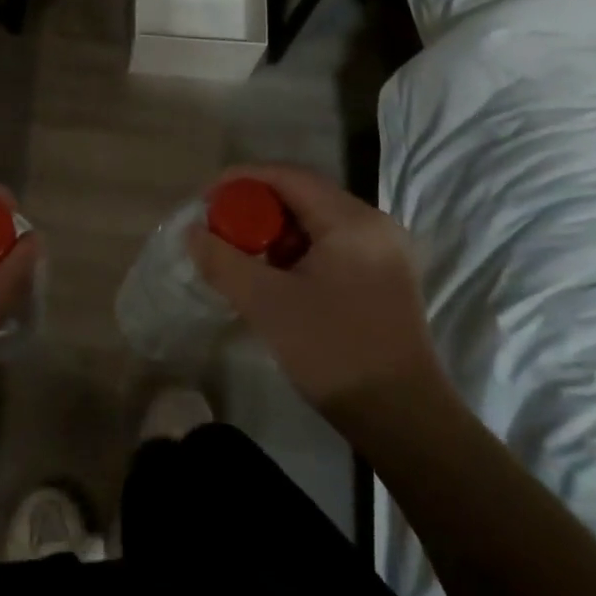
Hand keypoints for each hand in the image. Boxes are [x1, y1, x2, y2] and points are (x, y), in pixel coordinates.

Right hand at [186, 164, 449, 418]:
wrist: (402, 418)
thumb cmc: (333, 351)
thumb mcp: (267, 304)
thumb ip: (223, 261)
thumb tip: (192, 232)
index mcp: (352, 220)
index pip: (288, 176)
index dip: (242, 181)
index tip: (206, 200)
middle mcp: (374, 224)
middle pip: (303, 196)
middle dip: (256, 209)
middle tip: (221, 232)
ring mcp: (385, 251)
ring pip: (317, 222)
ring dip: (276, 233)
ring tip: (244, 259)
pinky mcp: (385, 276)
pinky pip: (332, 245)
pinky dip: (298, 252)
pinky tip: (277, 279)